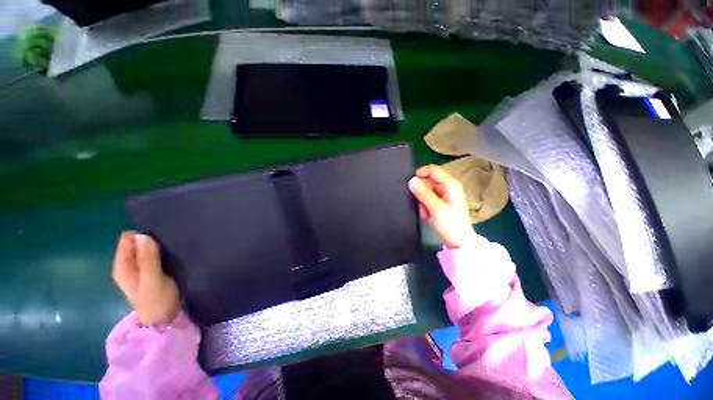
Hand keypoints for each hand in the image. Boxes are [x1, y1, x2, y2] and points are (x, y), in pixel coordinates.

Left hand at [112, 231, 180, 325]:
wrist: (164, 320)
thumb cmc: (157, 301)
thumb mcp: (153, 281)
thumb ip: (147, 259)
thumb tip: (143, 235)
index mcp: (122, 266)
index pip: (127, 239)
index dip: (143, 236)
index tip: (159, 241)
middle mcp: (127, 265)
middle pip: (137, 242)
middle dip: (151, 240)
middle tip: (168, 245)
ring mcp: (138, 268)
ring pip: (146, 248)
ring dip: (158, 246)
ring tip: (173, 249)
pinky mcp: (150, 271)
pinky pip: (153, 254)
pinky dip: (161, 252)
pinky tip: (172, 255)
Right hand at [408, 165, 476, 247]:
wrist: (458, 242)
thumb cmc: (450, 224)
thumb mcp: (436, 208)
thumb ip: (423, 194)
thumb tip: (411, 180)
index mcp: (450, 185)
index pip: (433, 170)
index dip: (421, 173)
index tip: (410, 183)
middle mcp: (446, 187)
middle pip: (427, 181)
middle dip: (421, 192)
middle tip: (420, 204)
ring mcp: (443, 195)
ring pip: (425, 191)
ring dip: (422, 201)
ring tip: (426, 212)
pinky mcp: (439, 202)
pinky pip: (426, 199)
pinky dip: (424, 206)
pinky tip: (428, 215)